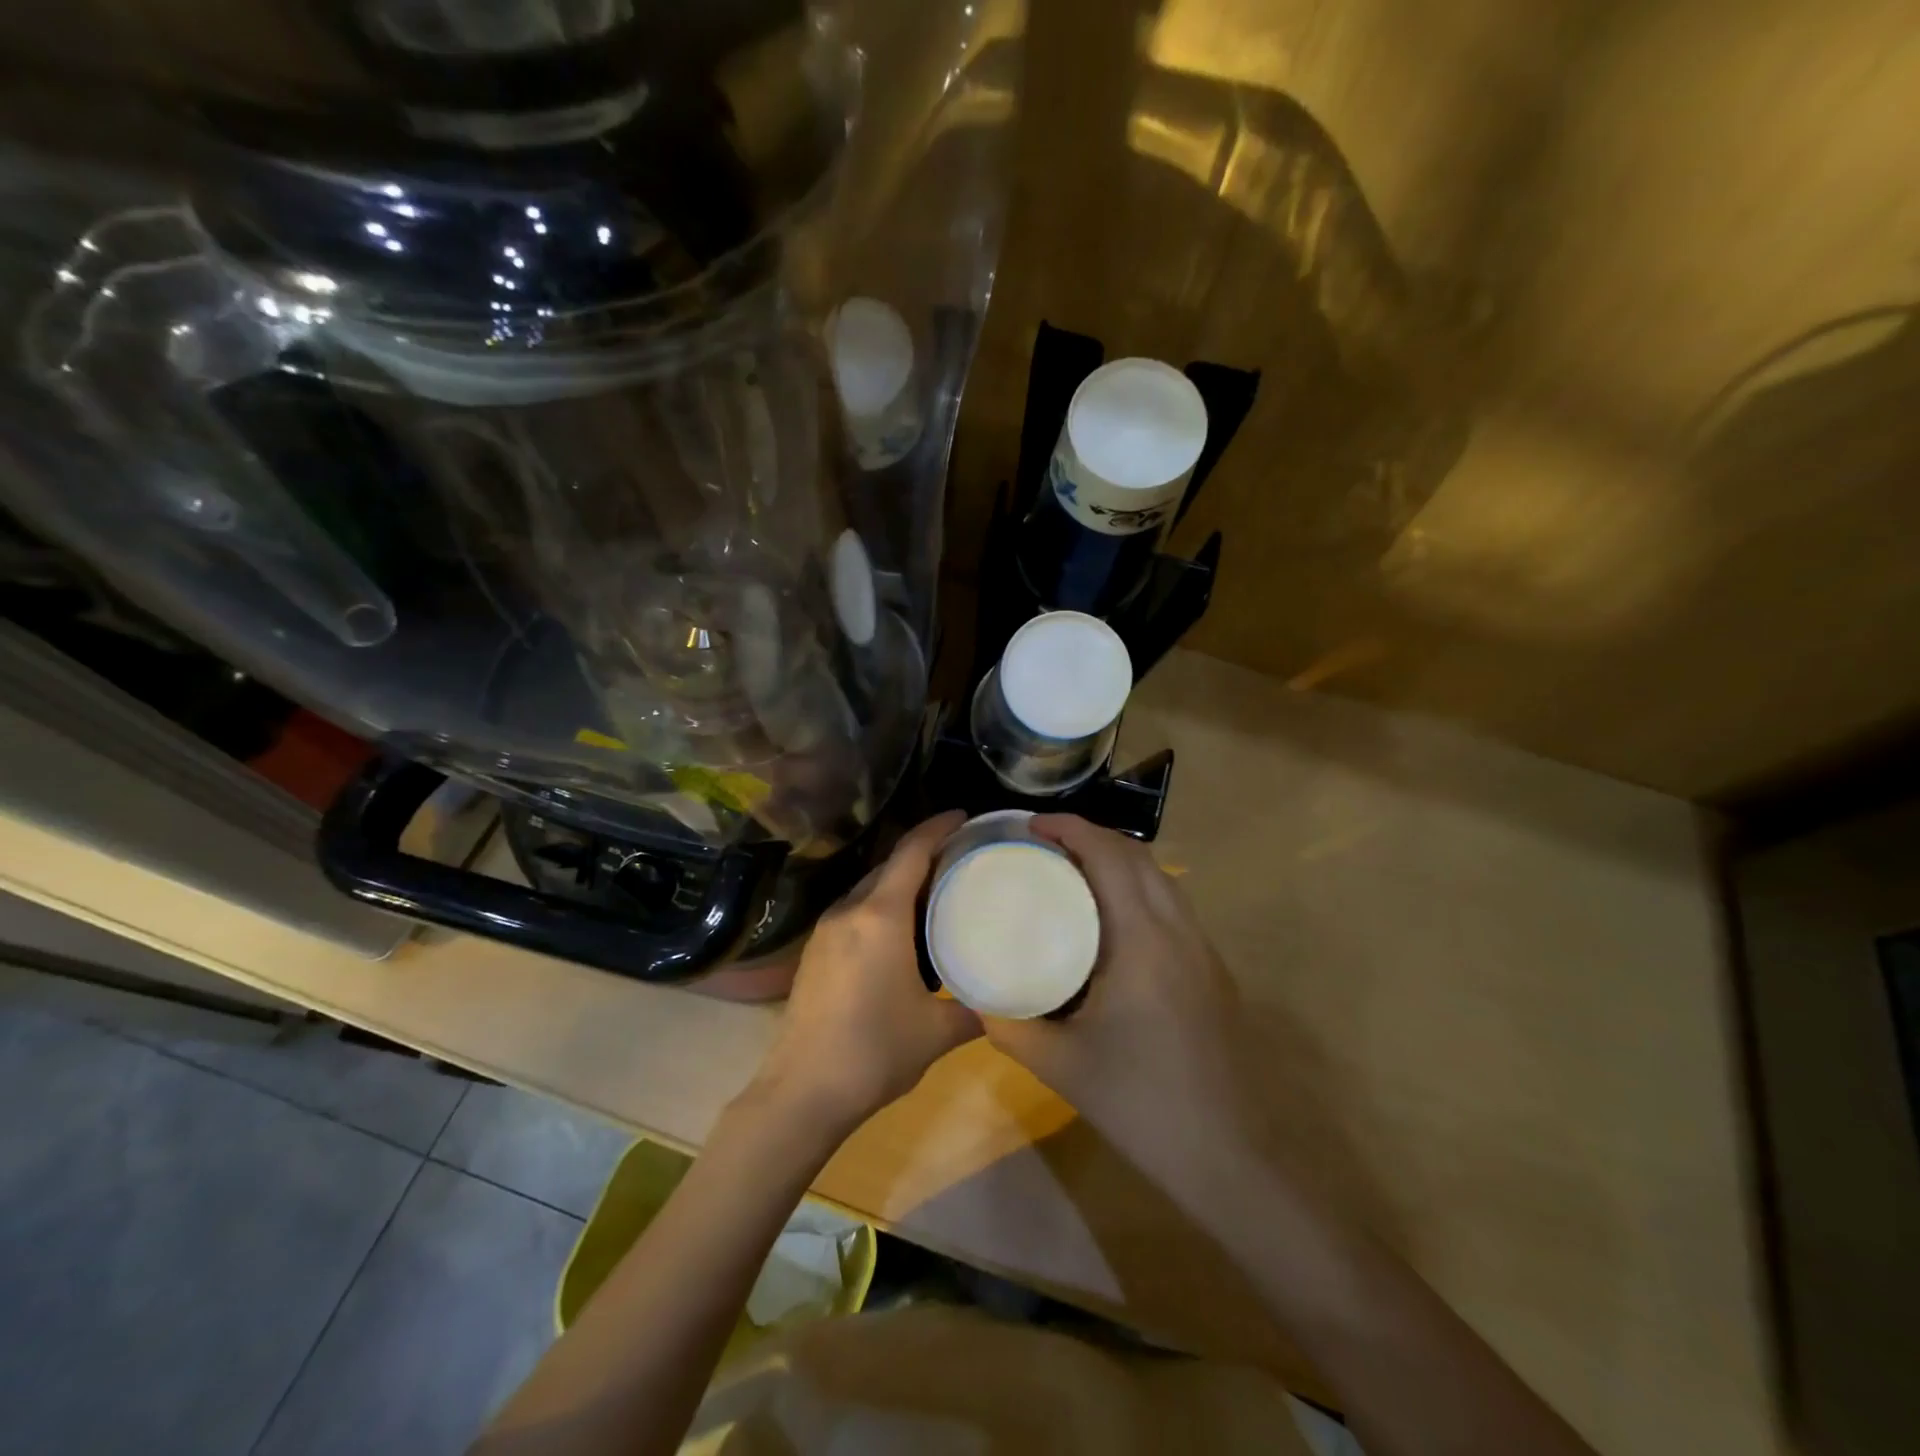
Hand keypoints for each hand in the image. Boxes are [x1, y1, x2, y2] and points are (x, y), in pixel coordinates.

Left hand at [751, 810, 978, 1131]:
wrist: (802, 1092)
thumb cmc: (875, 1052)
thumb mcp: (937, 1031)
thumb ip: (974, 1010)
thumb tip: (999, 1003)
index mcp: (880, 916)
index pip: (911, 852)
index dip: (937, 827)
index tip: (963, 816)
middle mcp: (849, 910)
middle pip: (890, 865)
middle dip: (924, 854)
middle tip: (961, 857)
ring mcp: (826, 930)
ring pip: (870, 888)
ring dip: (900, 881)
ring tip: (936, 891)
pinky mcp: (815, 951)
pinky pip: (855, 911)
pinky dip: (882, 905)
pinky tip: (901, 930)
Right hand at [980, 814, 1256, 1175]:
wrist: (1230, 1157)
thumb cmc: (1142, 1104)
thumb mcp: (1061, 1067)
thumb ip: (1011, 1026)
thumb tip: (975, 998)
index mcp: (1142, 939)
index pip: (1109, 856)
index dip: (1071, 828)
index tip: (1031, 825)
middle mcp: (1178, 930)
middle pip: (1138, 855)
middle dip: (1092, 836)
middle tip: (1044, 844)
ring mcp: (1202, 949)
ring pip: (1160, 878)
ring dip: (1118, 860)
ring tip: (1072, 872)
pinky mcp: (1212, 971)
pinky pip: (1171, 905)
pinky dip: (1137, 888)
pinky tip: (1110, 921)